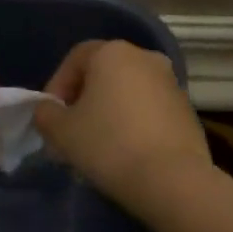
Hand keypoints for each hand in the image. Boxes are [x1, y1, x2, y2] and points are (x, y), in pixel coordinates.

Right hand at [35, 41, 208, 203]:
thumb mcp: (61, 132)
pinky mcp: (187, 110)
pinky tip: (125, 153)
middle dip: (83, 101)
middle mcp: (146, 57)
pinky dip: (133, 124)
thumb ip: (46, 114)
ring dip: (109, 113)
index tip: (50, 118)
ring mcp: (171, 83)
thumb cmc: (109, 145)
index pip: (75, 59)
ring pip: (127, 93)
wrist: (172, 179)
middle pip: (103, 74)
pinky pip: (149, 110)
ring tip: (96, 147)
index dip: (57, 86)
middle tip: (70, 133)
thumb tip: (49, 110)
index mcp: (113, 52)